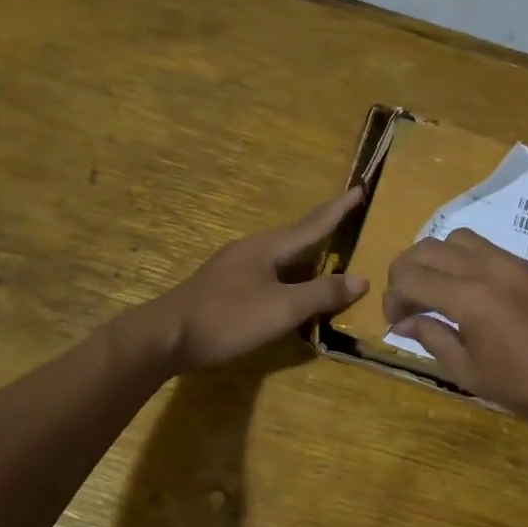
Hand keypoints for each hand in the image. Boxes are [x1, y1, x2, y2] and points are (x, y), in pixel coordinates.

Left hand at [149, 188, 367, 372]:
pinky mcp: (224, 288)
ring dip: (306, 259)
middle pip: (296, 238)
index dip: (339, 209)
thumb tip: (361, 279)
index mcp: (268, 247)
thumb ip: (322, 293)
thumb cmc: (228, 318)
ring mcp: (234, 268)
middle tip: (350, 224)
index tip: (359, 189)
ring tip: (328, 259)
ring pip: (280, 258)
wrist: (166, 337)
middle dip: (323, 232)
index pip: (313, 224)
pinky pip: (267, 275)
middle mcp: (251, 249)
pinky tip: (290, 293)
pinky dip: (288, 280)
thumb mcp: (282, 308)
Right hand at [384, 228, 527, 422]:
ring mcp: (510, 262)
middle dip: (405, 272)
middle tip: (406, 302)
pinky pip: (484, 247)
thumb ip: (432, 339)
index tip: (395, 322)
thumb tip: (405, 322)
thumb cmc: (525, 384)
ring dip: (434, 259)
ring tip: (435, 289)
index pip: (410, 278)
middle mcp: (486, 268)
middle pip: (426, 248)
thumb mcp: (468, 372)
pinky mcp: (527, 265)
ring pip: (455, 238)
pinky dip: (462, 259)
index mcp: (468, 298)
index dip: (392, 297)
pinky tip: (467, 289)